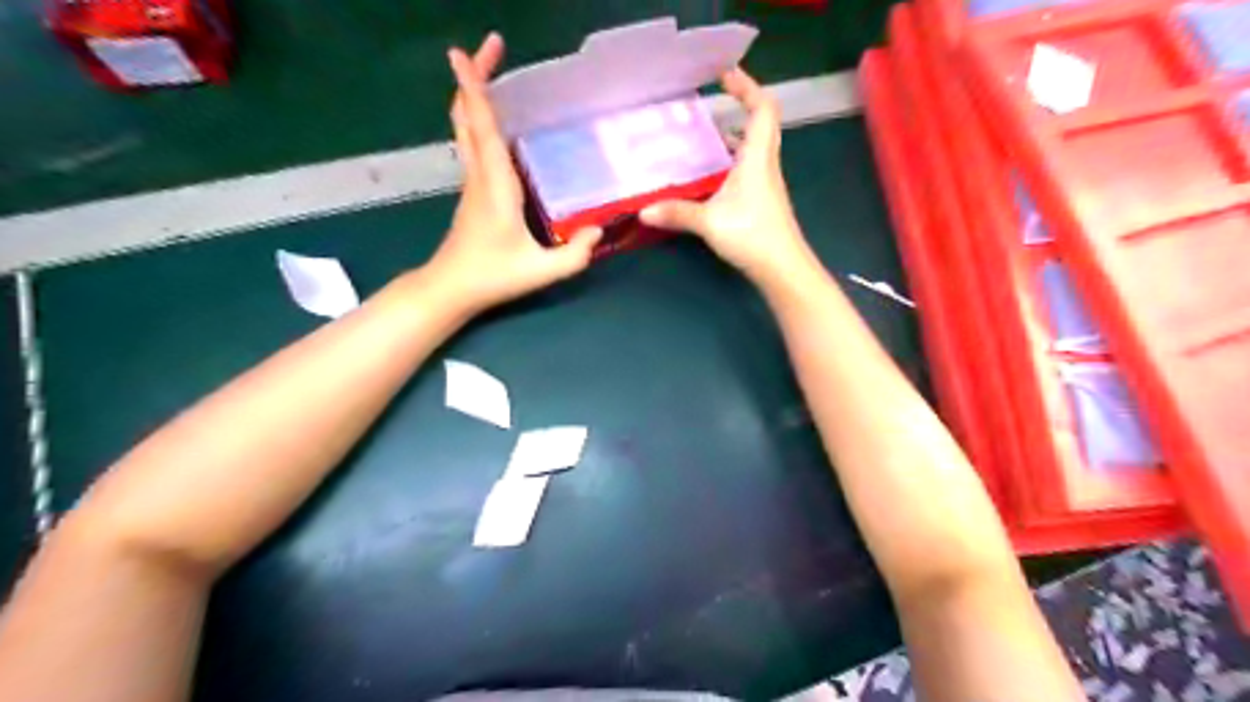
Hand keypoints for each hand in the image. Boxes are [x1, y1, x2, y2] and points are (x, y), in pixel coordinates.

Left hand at [428, 36, 601, 315]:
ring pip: (465, 127)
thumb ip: (574, 255)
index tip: (462, 53)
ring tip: (488, 68)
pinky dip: (476, 117)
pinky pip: (471, 142)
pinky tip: (493, 117)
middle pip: (467, 117)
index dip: (474, 90)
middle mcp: (479, 176)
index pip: (483, 130)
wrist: (452, 288)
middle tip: (490, 46)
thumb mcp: (541, 272)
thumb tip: (599, 230)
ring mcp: (471, 181)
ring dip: (473, 94)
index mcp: (495, 187)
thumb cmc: (493, 277)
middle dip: (472, 77)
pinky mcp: (472, 189)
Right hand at [640, 66, 816, 283]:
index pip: (762, 109)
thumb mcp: (709, 223)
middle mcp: (766, 164)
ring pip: (757, 146)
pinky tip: (716, 173)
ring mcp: (767, 183)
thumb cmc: (751, 235)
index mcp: (756, 158)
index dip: (747, 87)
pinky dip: (735, 158)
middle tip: (717, 97)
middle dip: (743, 103)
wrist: (783, 267)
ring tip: (708, 133)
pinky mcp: (765, 200)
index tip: (725, 75)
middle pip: (763, 122)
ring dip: (738, 134)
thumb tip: (643, 211)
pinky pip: (752, 166)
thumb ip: (677, 214)